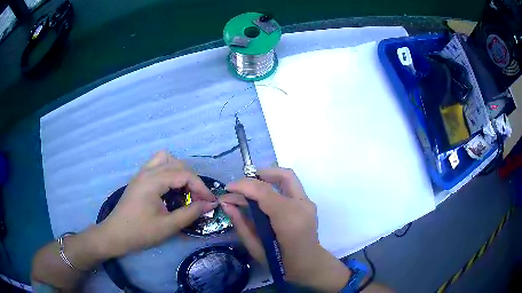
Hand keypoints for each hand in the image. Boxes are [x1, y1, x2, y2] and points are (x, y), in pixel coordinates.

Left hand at [99, 151, 216, 256]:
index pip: (184, 174)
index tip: (210, 202)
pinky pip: (157, 164)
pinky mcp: (139, 178)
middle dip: (192, 179)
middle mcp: (147, 171)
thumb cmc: (140, 232)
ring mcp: (141, 173)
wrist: (116, 235)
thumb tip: (211, 204)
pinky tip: (171, 188)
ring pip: (166, 159)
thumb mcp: (168, 226)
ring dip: (179, 170)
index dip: (201, 187)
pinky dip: (169, 171)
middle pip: (177, 163)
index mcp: (153, 181)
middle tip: (198, 198)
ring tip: (185, 189)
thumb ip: (191, 213)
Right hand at [221, 168, 350, 291]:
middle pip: (282, 176)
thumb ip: (241, 223)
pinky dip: (275, 185)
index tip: (227, 188)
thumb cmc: (280, 262)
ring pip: (288, 177)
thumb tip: (226, 204)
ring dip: (267, 177)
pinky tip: (263, 196)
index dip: (243, 185)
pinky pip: (290, 187)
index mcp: (288, 218)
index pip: (263, 191)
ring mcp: (308, 203)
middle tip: (241, 184)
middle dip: (259, 174)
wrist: (308, 265)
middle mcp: (302, 205)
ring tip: (249, 188)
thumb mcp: (255, 247)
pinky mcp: (308, 204)